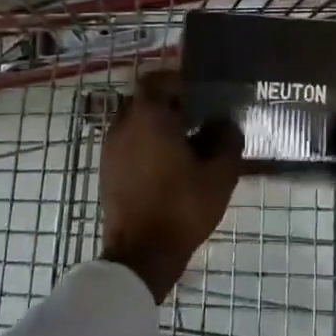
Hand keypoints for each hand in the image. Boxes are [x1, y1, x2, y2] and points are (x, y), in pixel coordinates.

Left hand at [99, 71, 243, 301]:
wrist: (141, 255)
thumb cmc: (181, 208)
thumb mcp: (219, 175)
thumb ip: (228, 142)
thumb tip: (228, 124)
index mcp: (149, 117)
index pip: (156, 80)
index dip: (177, 82)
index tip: (199, 94)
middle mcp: (123, 125)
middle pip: (145, 100)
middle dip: (169, 104)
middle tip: (197, 117)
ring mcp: (111, 149)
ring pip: (134, 122)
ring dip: (156, 125)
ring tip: (185, 143)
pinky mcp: (107, 171)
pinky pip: (127, 143)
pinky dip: (145, 144)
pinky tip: (169, 164)